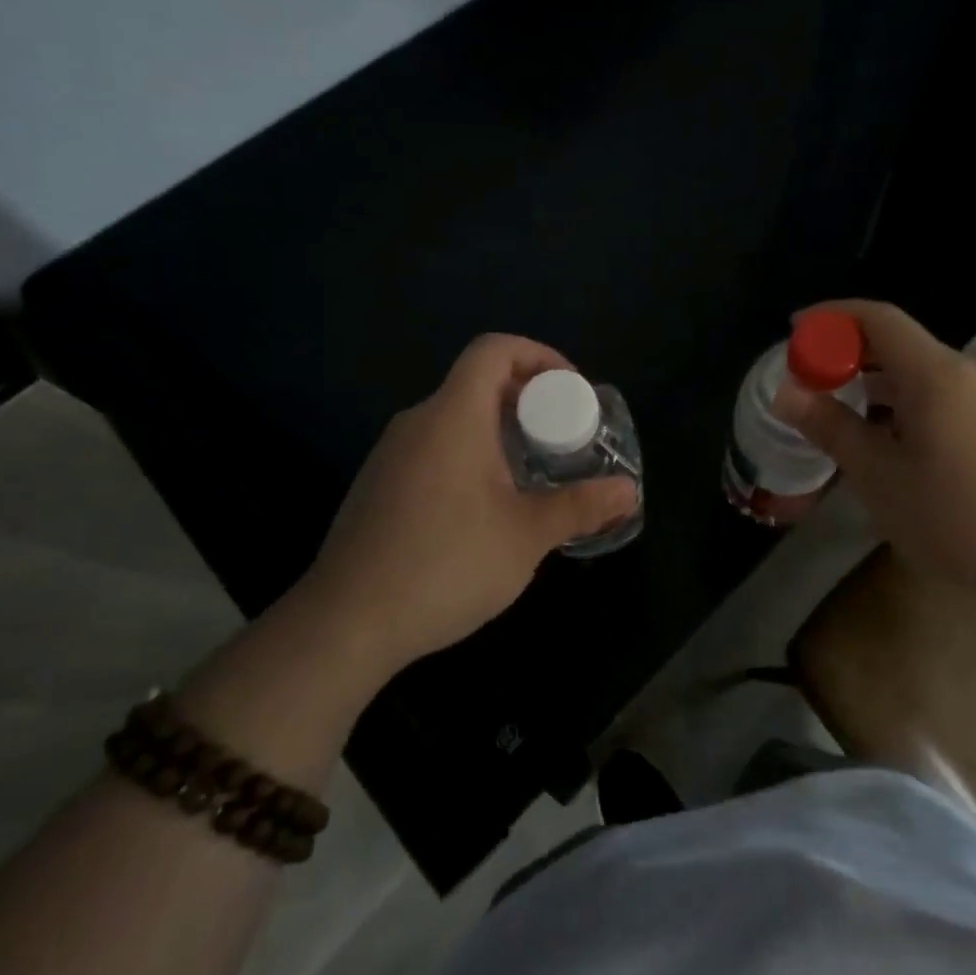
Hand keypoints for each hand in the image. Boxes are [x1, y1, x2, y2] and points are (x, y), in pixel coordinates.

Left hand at [300, 334, 637, 675]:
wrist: (346, 624)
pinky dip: (471, 455)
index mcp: (453, 416)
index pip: (494, 350)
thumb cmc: (445, 565)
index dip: (539, 355)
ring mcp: (392, 454)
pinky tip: (487, 508)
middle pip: (478, 382)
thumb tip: (629, 492)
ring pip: (456, 419)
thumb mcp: (526, 536)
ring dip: (501, 432)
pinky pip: (435, 448)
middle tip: (565, 437)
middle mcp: (418, 422)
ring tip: (535, 474)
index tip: (572, 390)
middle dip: (529, 399)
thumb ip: (581, 507)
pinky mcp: (379, 486)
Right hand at [772, 299, 975, 620]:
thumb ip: (830, 427)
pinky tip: (894, 448)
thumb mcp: (880, 476)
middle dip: (849, 356)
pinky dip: (907, 407)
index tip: (794, 331)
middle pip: (899, 345)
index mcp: (936, 373)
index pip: (877, 317)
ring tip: (843, 420)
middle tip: (810, 383)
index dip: (831, 316)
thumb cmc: (959, 519)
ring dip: (878, 387)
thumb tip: (787, 392)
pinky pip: (945, 399)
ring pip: (922, 376)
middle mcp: (969, 372)